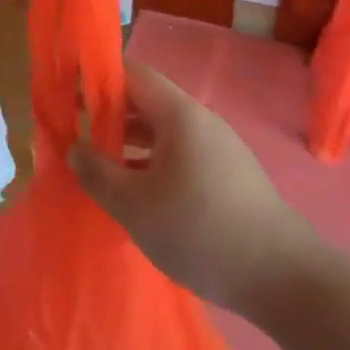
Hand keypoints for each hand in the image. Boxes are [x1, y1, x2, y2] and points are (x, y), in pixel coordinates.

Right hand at [68, 63, 317, 315]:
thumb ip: (97, 173)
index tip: (67, 94)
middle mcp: (200, 121)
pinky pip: (179, 153)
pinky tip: (136, 192)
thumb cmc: (200, 231)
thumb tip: (75, 148)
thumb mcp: (135, 206)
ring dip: (128, 142)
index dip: (98, 78)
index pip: (132, 74)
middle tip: (74, 135)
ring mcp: (217, 147)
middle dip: (108, 114)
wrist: (281, 276)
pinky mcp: (227, 174)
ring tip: (98, 166)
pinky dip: (151, 161)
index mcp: (179, 115)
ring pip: (162, 131)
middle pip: (146, 102)